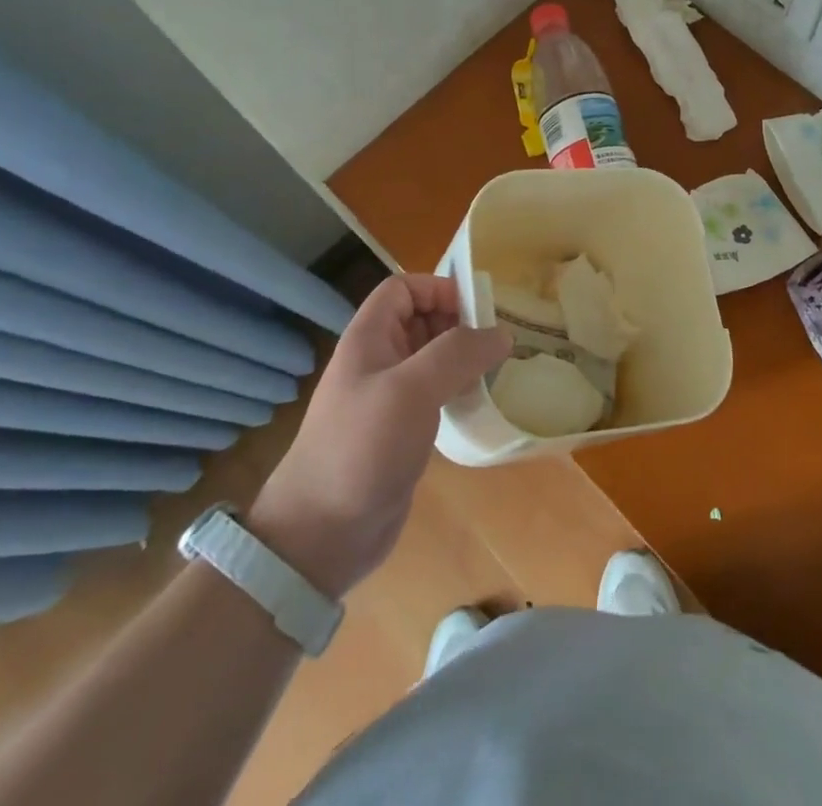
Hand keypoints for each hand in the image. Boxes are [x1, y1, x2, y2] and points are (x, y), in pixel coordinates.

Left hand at [245, 274, 510, 598]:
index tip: (476, 311)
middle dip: (458, 323)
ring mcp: (388, 397)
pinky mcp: (400, 430)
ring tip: (496, 370)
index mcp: (369, 338)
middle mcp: (377, 360)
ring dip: (463, 358)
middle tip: (496, 342)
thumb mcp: (412, 389)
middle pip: (421, 319)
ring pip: (431, 358)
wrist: (321, 534)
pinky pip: (434, 393)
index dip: (438, 289)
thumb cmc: (362, 447)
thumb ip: (458, 353)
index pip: (403, 288)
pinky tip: (479, 403)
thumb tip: (501, 334)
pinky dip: (458, 390)